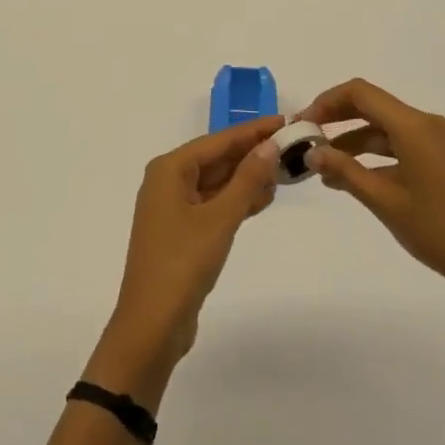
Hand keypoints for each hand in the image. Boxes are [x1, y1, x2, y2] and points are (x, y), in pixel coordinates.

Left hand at [89, 116, 284, 403]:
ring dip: (247, 178)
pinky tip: (263, 199)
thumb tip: (270, 145)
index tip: (285, 121)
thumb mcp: (220, 218)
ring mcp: (173, 208)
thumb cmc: (183, 262)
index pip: (218, 140)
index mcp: (169, 169)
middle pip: (216, 159)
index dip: (253, 131)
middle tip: (292, 147)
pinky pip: (213, 204)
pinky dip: (237, 200)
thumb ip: (247, 180)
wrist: (152, 323)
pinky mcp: (182, 231)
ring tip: (285, 172)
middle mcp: (168, 181)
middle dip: (252, 154)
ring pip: (216, 182)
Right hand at [304, 79, 444, 315]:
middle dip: (336, 119)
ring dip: (352, 142)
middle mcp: (426, 124)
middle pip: (371, 106)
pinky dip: (373, 156)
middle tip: (306, 140)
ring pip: (383, 128)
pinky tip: (351, 178)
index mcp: (414, 126)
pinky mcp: (441, 160)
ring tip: (322, 168)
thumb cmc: (438, 230)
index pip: (360, 93)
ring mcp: (436, 142)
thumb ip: (345, 171)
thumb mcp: (384, 201)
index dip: (326, 102)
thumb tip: (312, 152)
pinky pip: (399, 145)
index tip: (302, 124)